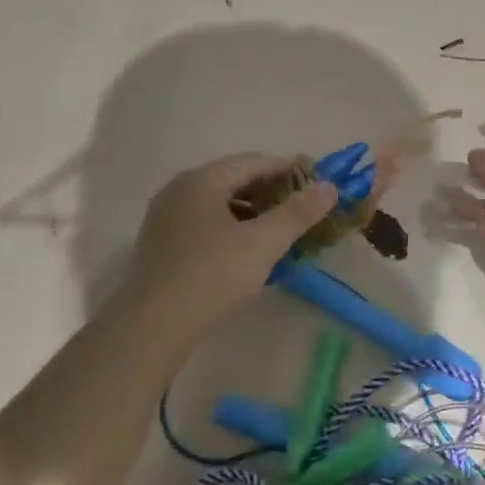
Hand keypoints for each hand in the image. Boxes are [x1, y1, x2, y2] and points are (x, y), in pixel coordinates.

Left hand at [124, 153, 336, 337]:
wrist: (155, 323)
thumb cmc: (214, 274)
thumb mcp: (264, 243)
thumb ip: (298, 213)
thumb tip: (329, 187)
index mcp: (202, 180)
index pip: (253, 162)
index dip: (288, 168)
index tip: (316, 179)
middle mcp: (179, 189)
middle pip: (233, 180)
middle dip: (269, 191)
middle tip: (301, 206)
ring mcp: (165, 217)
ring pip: (217, 204)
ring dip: (250, 211)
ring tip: (278, 229)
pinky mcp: (161, 244)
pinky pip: (203, 223)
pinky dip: (230, 228)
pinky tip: (246, 250)